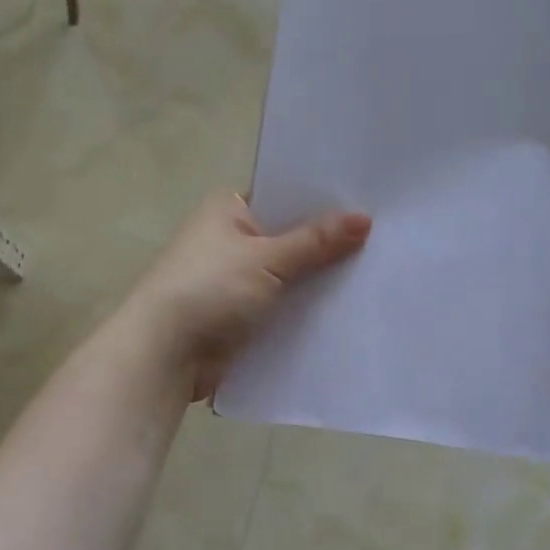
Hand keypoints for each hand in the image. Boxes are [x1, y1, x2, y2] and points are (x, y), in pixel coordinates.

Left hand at [121, 191, 370, 400]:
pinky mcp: (242, 316)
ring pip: (290, 275)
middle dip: (328, 244)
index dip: (323, 200)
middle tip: (385, 238)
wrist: (164, 355)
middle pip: (291, 237)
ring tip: (377, 273)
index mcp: (229, 210)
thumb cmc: (209, 290)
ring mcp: (236, 280)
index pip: (284, 195)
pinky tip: (347, 309)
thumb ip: (316, 241)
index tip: (369, 202)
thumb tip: (364, 218)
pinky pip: (283, 306)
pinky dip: (306, 309)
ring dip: (319, 280)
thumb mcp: (266, 259)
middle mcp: (232, 240)